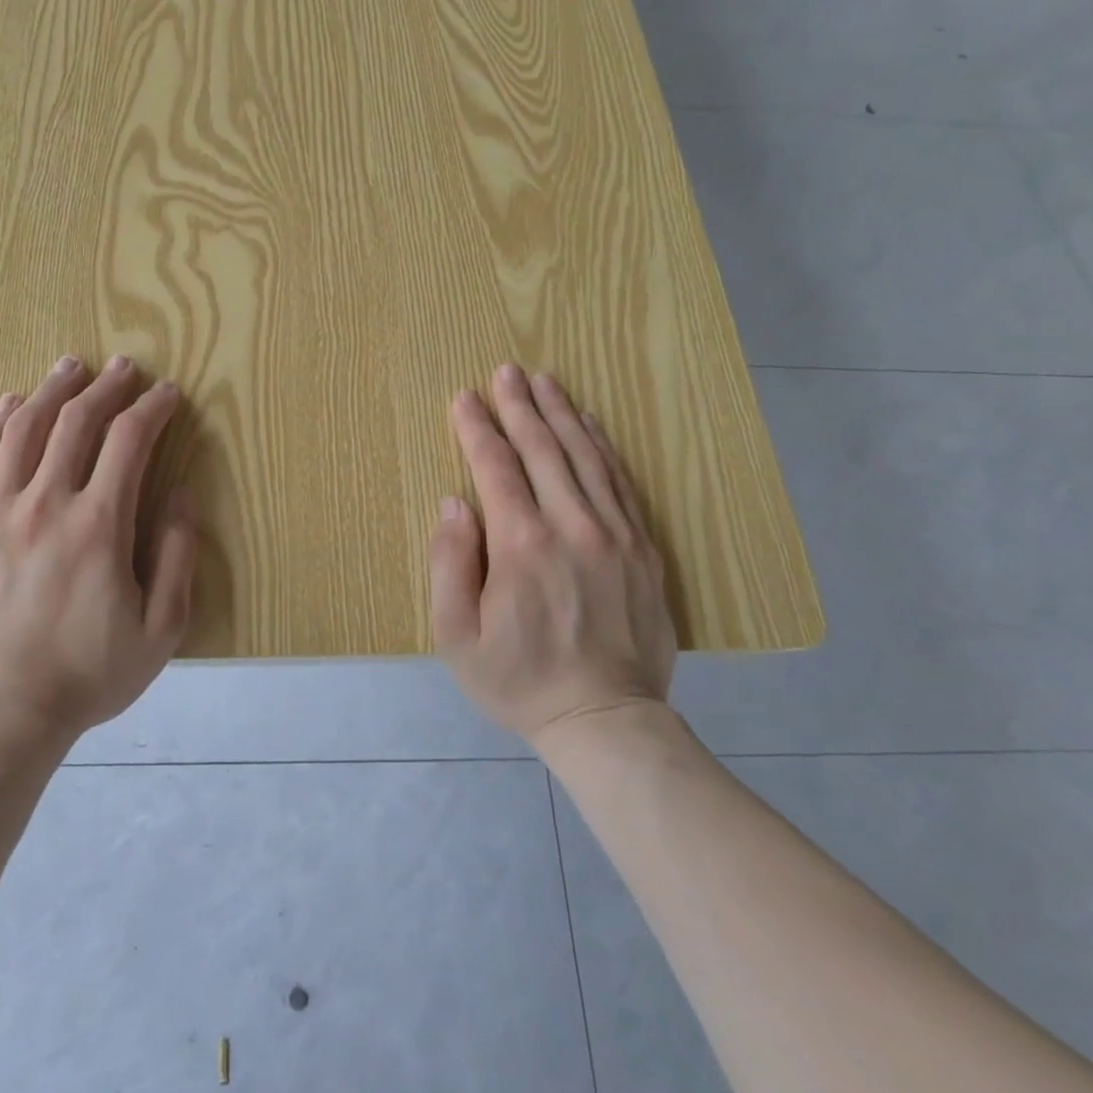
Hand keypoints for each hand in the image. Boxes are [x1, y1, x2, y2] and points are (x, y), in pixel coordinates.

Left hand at [0, 355, 199, 740]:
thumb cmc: (86, 676)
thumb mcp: (160, 629)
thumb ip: (178, 556)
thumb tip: (182, 497)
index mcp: (98, 525)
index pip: (130, 442)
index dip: (152, 409)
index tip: (167, 394)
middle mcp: (45, 504)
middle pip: (76, 423)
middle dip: (106, 388)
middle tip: (123, 367)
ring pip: (23, 431)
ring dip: (51, 392)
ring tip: (70, 367)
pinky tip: (8, 405)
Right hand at [429, 364, 675, 743]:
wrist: (606, 721)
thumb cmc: (518, 679)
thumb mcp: (457, 635)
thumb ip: (449, 563)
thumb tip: (454, 503)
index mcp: (522, 545)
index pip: (495, 467)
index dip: (476, 428)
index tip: (463, 397)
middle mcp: (572, 526)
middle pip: (543, 449)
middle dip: (519, 406)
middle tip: (506, 371)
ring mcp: (615, 534)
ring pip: (585, 457)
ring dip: (561, 414)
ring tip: (544, 381)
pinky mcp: (643, 548)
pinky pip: (621, 482)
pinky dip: (603, 447)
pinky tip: (590, 424)